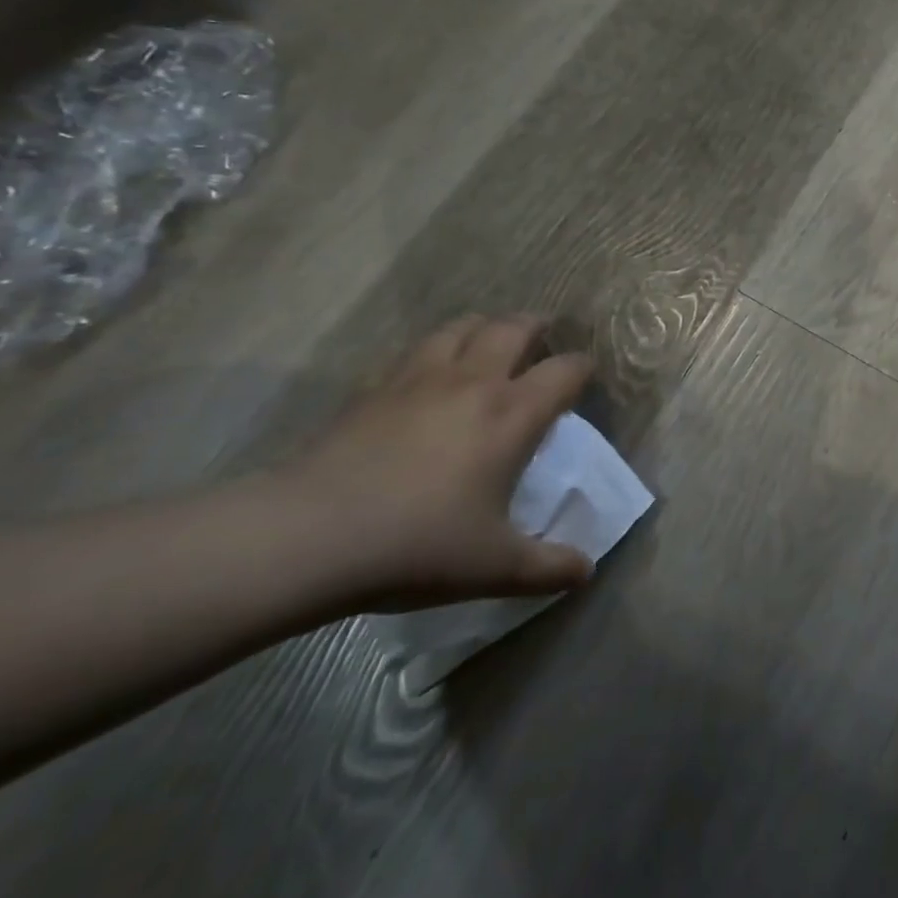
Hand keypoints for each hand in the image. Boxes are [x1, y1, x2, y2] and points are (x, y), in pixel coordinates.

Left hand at [278, 316, 596, 608]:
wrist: (311, 536)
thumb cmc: (417, 546)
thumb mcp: (494, 568)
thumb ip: (548, 568)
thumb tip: (587, 571)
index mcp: (512, 414)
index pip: (565, 370)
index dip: (582, 367)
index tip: (585, 376)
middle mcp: (474, 381)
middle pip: (514, 328)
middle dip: (537, 327)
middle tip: (543, 338)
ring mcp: (421, 378)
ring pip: (462, 326)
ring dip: (484, 327)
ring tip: (489, 342)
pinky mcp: (376, 387)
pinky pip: (417, 350)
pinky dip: (437, 349)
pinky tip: (430, 374)